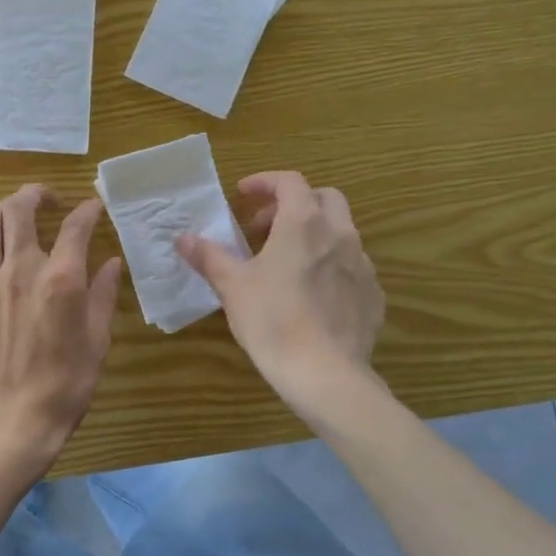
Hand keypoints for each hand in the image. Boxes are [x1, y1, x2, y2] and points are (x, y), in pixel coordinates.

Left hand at [0, 184, 122, 472]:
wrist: (10, 421)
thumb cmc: (64, 386)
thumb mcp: (97, 341)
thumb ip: (103, 295)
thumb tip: (110, 262)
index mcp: (60, 279)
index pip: (76, 226)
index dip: (87, 210)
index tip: (93, 208)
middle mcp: (20, 269)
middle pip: (19, 209)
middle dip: (36, 194)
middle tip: (48, 200)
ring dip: (2, 211)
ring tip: (15, 217)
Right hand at [178, 170, 383, 402]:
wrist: (325, 374)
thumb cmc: (273, 320)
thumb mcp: (232, 286)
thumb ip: (209, 256)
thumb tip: (183, 238)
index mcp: (304, 224)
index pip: (289, 181)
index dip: (265, 182)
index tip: (243, 195)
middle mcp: (340, 234)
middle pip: (324, 198)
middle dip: (294, 204)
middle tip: (264, 228)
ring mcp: (362, 264)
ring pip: (341, 232)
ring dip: (313, 234)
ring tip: (285, 262)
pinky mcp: (373, 294)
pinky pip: (352, 266)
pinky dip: (330, 265)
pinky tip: (311, 294)